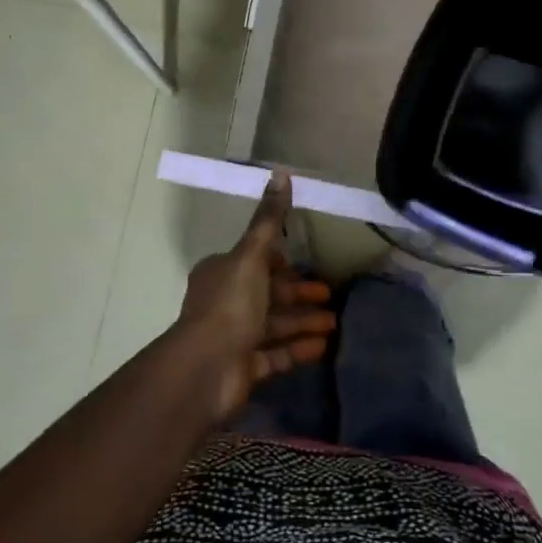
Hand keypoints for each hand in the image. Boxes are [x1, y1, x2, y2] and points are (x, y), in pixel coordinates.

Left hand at [169, 171, 336, 421]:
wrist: (206, 369)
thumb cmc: (230, 305)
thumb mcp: (251, 256)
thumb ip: (269, 221)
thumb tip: (281, 174)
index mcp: (222, 273)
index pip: (255, 261)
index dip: (280, 261)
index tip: (307, 262)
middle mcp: (226, 302)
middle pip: (269, 294)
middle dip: (299, 293)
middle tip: (331, 294)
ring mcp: (235, 337)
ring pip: (275, 325)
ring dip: (304, 321)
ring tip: (335, 322)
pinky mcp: (245, 367)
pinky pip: (277, 355)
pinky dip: (299, 348)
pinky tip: (324, 346)